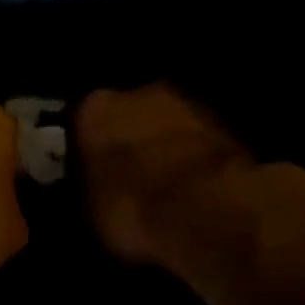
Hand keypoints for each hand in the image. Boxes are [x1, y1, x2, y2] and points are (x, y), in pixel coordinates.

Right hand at [75, 84, 261, 267]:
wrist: (211, 209)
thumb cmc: (133, 208)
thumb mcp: (90, 212)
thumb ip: (88, 188)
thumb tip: (93, 192)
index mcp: (95, 108)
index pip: (80, 123)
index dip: (85, 150)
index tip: (91, 174)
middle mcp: (139, 93)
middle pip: (127, 116)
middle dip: (128, 142)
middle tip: (128, 178)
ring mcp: (187, 103)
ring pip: (165, 126)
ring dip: (163, 148)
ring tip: (164, 186)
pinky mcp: (225, 123)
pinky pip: (195, 143)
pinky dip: (192, 159)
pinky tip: (192, 189)